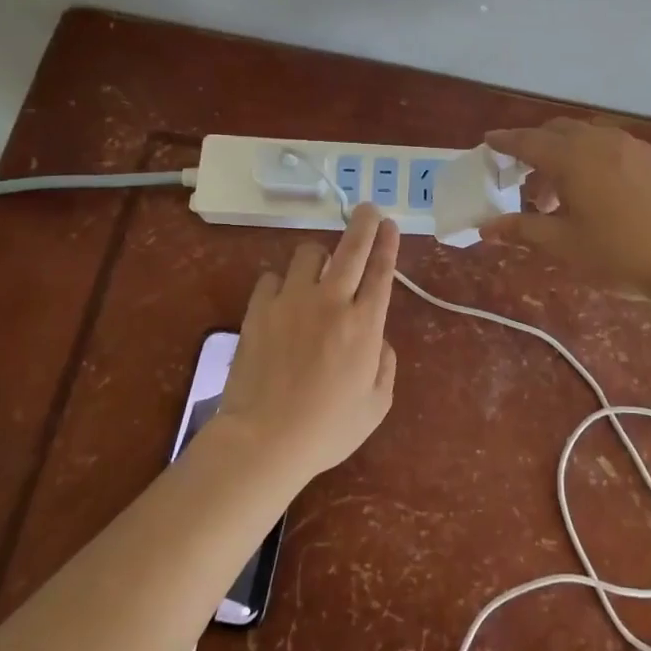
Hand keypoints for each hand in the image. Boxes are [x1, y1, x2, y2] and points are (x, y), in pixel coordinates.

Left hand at [216, 203, 399, 478]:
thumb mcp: (376, 405)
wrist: (265, 440)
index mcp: (365, 325)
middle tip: (368, 210)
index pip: (382, 271)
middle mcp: (331, 302)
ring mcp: (291, 302)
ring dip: (318, 256)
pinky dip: (281, 282)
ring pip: (308, 253)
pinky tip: (283, 298)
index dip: (388, 243)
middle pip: (351, 248)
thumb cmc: (327, 429)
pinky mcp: (259, 309)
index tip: (391, 224)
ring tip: (318, 269)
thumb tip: (379, 339)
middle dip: (363, 223)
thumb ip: (385, 365)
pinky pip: (272, 277)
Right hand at [482, 119, 650, 298]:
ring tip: (571, 196)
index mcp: (572, 158)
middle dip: (539, 148)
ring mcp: (638, 146)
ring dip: (573, 156)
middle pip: (560, 131)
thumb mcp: (565, 246)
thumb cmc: (621, 254)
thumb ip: (523, 229)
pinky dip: (603, 162)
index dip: (506, 141)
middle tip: (530, 181)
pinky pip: (622, 150)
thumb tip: (487, 227)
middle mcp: (602, 141)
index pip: (528, 141)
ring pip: (593, 138)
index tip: (489, 141)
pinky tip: (613, 194)